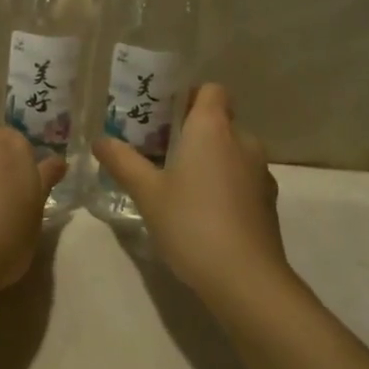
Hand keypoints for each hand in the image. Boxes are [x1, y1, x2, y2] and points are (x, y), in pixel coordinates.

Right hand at [93, 84, 292, 308]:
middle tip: (162, 153)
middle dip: (194, 132)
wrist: (246, 279)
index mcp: (213, 127)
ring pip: (232, 152)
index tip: (165, 116)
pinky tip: (205, 214)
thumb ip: (123, 162)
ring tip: (181, 186)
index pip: (211, 89)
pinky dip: (226, 185)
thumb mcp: (147, 193)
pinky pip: (243, 179)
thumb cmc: (192, 223)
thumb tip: (100, 141)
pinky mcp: (268, 202)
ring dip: (211, 160)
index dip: (189, 96)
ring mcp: (260, 172)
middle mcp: (242, 140)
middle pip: (220, 121)